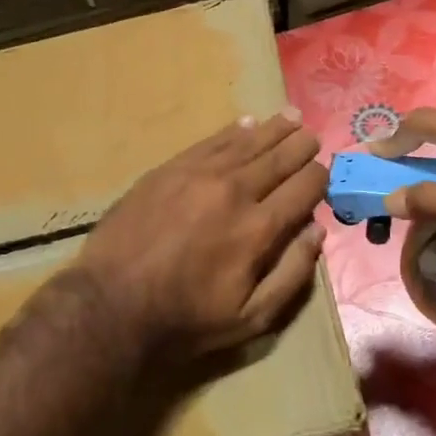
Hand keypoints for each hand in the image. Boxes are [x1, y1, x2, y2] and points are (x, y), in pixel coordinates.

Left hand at [75, 112, 328, 365]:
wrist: (112, 304)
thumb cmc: (186, 318)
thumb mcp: (251, 317)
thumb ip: (292, 274)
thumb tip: (317, 231)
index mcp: (259, 228)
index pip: (304, 187)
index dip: (320, 178)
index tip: (322, 176)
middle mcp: (235, 191)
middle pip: (279, 157)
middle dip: (301, 145)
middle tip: (312, 136)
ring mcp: (199, 174)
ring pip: (247, 141)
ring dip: (273, 128)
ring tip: (290, 116)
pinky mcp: (169, 169)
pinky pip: (210, 141)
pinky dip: (233, 130)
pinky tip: (245, 123)